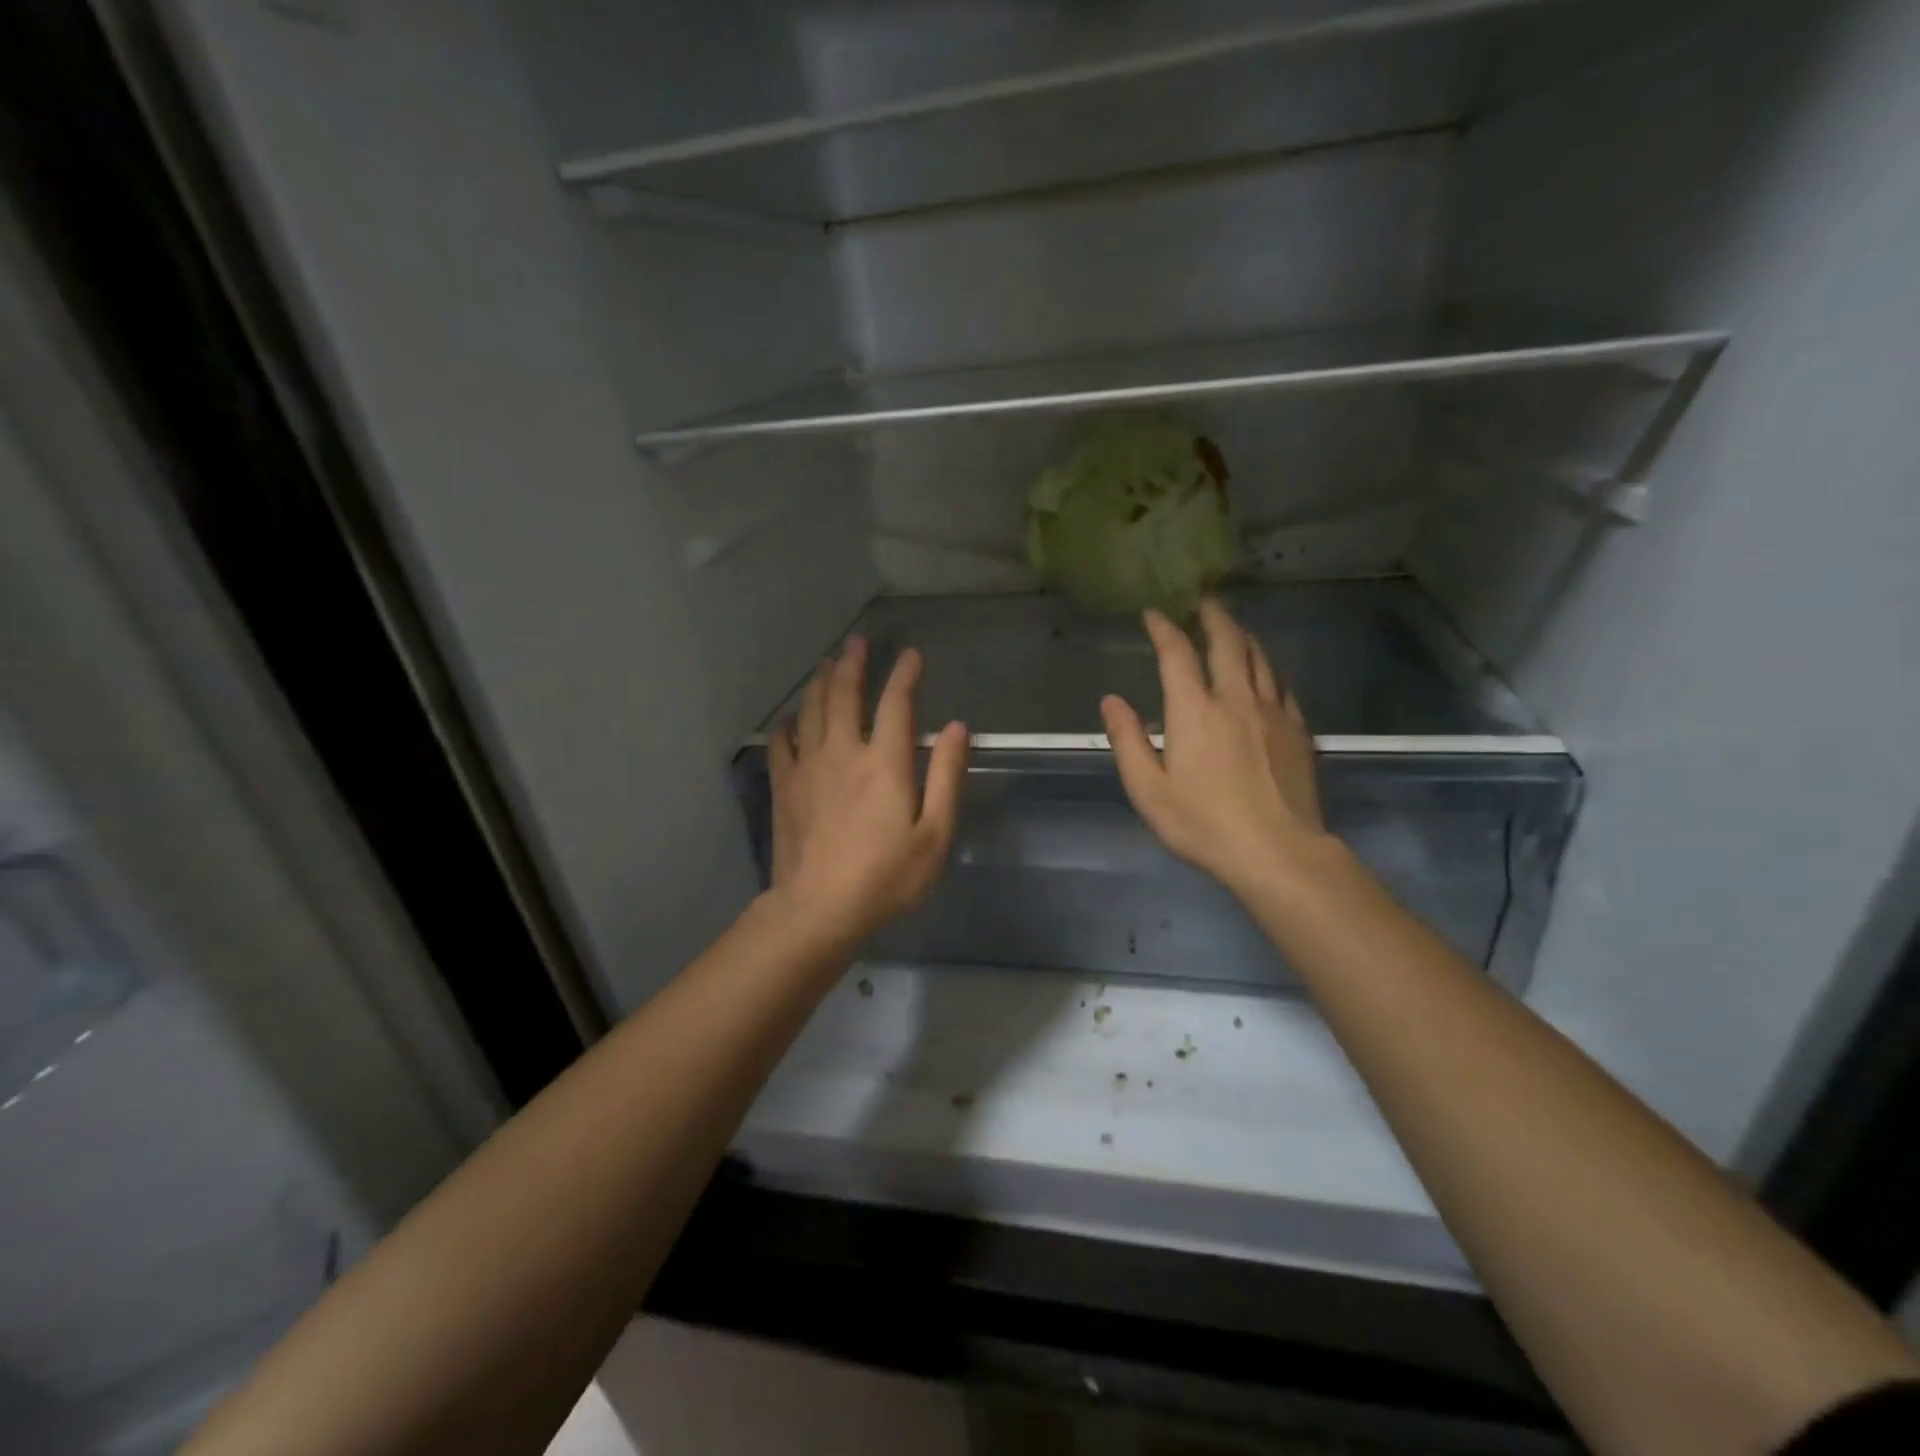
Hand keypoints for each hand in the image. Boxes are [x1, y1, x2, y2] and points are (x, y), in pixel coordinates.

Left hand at [768, 636, 968, 945]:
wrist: (819, 909)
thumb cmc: (886, 877)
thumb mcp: (934, 834)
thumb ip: (946, 776)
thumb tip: (956, 728)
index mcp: (884, 762)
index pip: (895, 703)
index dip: (904, 674)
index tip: (911, 654)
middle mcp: (843, 752)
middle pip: (844, 694)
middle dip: (852, 664)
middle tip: (857, 643)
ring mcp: (808, 767)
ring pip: (811, 710)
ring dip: (820, 681)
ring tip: (827, 663)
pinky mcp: (785, 787)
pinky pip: (782, 742)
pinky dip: (789, 723)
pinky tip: (792, 718)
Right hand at [1101, 599, 1332, 899]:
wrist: (1278, 852)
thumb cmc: (1203, 824)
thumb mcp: (1148, 790)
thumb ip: (1128, 740)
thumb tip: (1111, 701)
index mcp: (1194, 710)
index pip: (1177, 653)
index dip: (1163, 628)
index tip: (1154, 612)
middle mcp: (1235, 698)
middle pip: (1227, 641)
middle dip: (1212, 615)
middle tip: (1202, 599)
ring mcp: (1272, 712)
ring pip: (1259, 657)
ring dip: (1242, 635)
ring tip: (1232, 626)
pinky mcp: (1297, 730)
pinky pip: (1281, 684)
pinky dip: (1267, 668)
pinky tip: (1265, 672)